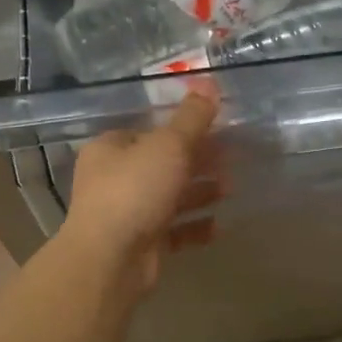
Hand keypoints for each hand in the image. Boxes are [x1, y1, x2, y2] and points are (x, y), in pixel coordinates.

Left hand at [61, 92, 218, 291]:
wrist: (110, 259)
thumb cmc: (135, 191)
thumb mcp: (168, 146)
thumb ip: (192, 118)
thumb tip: (208, 82)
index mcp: (111, 149)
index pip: (147, 130)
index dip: (181, 128)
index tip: (215, 129)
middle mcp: (113, 179)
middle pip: (161, 164)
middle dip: (197, 161)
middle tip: (231, 159)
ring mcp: (126, 213)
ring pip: (168, 197)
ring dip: (199, 192)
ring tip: (230, 188)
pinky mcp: (140, 244)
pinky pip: (172, 230)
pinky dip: (194, 226)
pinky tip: (218, 226)